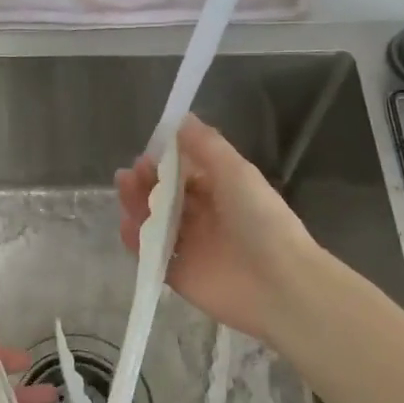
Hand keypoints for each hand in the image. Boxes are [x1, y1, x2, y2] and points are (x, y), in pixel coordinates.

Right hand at [115, 114, 320, 345]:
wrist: (278, 284)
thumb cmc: (260, 220)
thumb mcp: (236, 172)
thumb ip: (206, 146)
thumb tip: (181, 118)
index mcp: (222, 193)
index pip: (186, 174)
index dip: (164, 163)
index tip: (147, 154)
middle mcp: (205, 218)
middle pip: (167, 198)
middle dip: (146, 183)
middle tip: (130, 175)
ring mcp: (192, 248)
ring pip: (156, 224)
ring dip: (138, 207)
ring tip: (125, 193)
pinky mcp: (180, 276)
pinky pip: (151, 256)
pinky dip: (137, 242)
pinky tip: (127, 227)